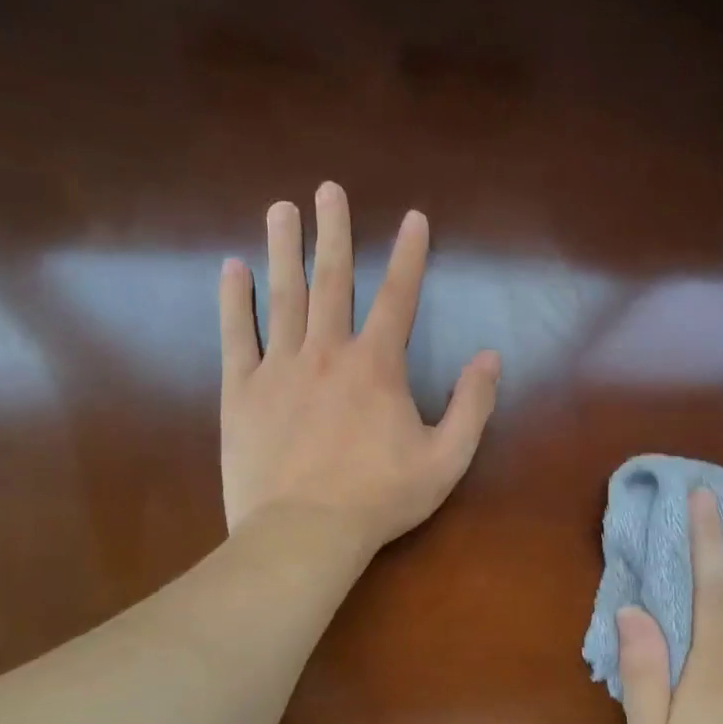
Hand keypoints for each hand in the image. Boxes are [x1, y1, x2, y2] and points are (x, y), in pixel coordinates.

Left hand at [218, 181, 501, 553]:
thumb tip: (490, 357)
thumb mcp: (447, 458)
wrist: (304, 533)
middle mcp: (328, 351)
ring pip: (283, 295)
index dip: (409, 255)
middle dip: (334, 232)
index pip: (399, 297)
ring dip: (284, 248)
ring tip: (281, 208)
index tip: (412, 217)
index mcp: (377, 364)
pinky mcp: (240, 390)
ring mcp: (279, 367)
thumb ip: (473, 404)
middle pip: (333, 279)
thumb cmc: (380, 498)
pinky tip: (232, 267)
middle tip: (327, 190)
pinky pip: (236, 334)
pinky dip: (234, 300)